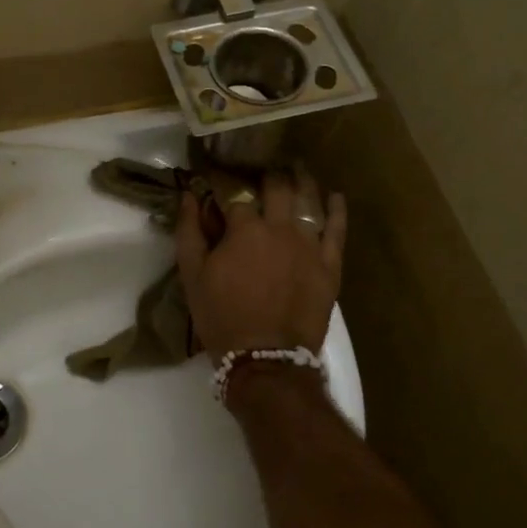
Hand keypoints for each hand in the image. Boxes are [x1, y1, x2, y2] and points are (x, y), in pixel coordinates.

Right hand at [177, 168, 345, 356]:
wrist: (264, 359)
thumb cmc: (221, 317)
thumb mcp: (192, 275)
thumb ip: (189, 232)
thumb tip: (188, 196)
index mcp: (244, 228)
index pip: (234, 194)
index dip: (224, 185)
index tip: (218, 180)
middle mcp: (280, 228)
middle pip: (277, 187)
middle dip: (268, 174)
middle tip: (264, 169)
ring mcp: (310, 245)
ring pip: (310, 200)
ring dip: (302, 181)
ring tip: (298, 168)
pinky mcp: (330, 265)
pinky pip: (338, 230)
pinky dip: (337, 210)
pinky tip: (335, 196)